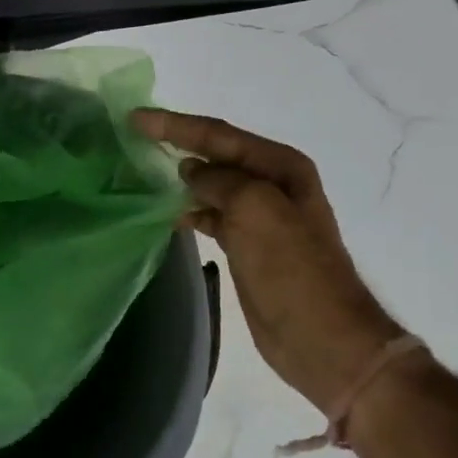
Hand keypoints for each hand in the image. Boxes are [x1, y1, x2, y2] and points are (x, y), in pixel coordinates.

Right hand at [132, 109, 406, 412]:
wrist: (323, 338)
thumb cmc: (293, 270)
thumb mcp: (256, 210)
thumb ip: (220, 181)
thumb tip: (191, 170)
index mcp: (281, 166)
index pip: (219, 134)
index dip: (176, 125)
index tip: (135, 119)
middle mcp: (272, 184)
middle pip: (215, 154)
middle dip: (177, 143)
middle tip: (133, 137)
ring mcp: (260, 216)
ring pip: (211, 185)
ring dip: (180, 177)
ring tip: (141, 170)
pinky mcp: (248, 246)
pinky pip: (211, 215)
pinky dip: (189, 210)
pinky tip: (166, 213)